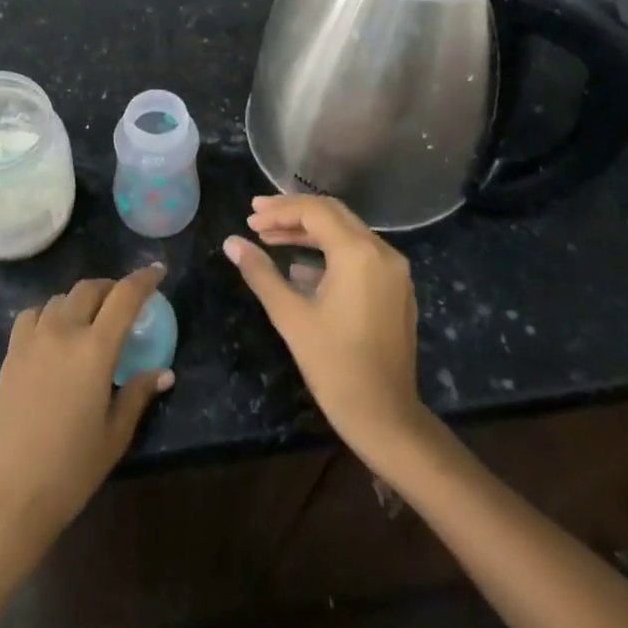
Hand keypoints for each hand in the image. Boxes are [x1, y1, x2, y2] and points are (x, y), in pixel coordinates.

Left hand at [0, 266, 172, 567]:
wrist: (9, 493)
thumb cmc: (71, 469)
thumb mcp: (115, 435)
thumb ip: (138, 394)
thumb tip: (163, 373)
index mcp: (95, 349)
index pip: (124, 297)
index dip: (144, 279)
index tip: (158, 271)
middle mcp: (63, 332)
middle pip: (89, 289)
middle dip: (111, 288)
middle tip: (126, 302)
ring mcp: (32, 339)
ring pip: (60, 299)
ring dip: (81, 300)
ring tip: (92, 319)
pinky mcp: (10, 352)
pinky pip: (33, 315)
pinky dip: (50, 313)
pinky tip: (55, 334)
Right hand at [225, 195, 424, 462]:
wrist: (385, 416)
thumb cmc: (334, 365)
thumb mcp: (290, 316)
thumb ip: (260, 273)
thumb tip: (231, 243)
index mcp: (358, 254)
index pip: (314, 211)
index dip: (278, 211)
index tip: (249, 220)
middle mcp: (382, 253)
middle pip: (333, 214)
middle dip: (292, 214)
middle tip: (256, 218)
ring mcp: (394, 271)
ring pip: (346, 233)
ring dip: (308, 232)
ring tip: (270, 238)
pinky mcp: (396, 289)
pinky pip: (359, 254)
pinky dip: (328, 251)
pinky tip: (299, 268)